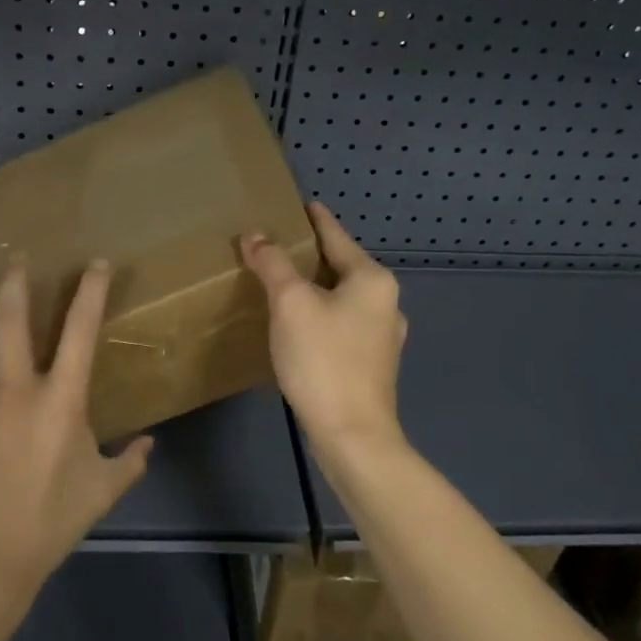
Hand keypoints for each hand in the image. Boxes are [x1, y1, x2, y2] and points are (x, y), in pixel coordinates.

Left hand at [0, 258, 152, 594]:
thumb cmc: (52, 522)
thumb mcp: (103, 491)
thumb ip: (130, 462)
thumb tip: (149, 444)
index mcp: (61, 400)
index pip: (79, 332)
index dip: (90, 291)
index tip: (95, 263)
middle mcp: (16, 390)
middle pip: (13, 322)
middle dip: (16, 284)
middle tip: (16, 257)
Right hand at [240, 202, 407, 459]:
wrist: (353, 436)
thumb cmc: (323, 360)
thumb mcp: (291, 304)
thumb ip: (273, 263)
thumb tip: (256, 235)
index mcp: (372, 279)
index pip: (336, 235)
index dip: (314, 218)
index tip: (297, 203)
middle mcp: (385, 301)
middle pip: (341, 265)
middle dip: (310, 254)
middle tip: (275, 245)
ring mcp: (382, 335)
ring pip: (342, 296)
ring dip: (314, 286)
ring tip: (282, 282)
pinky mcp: (373, 363)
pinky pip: (342, 323)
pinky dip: (320, 313)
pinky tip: (299, 324)